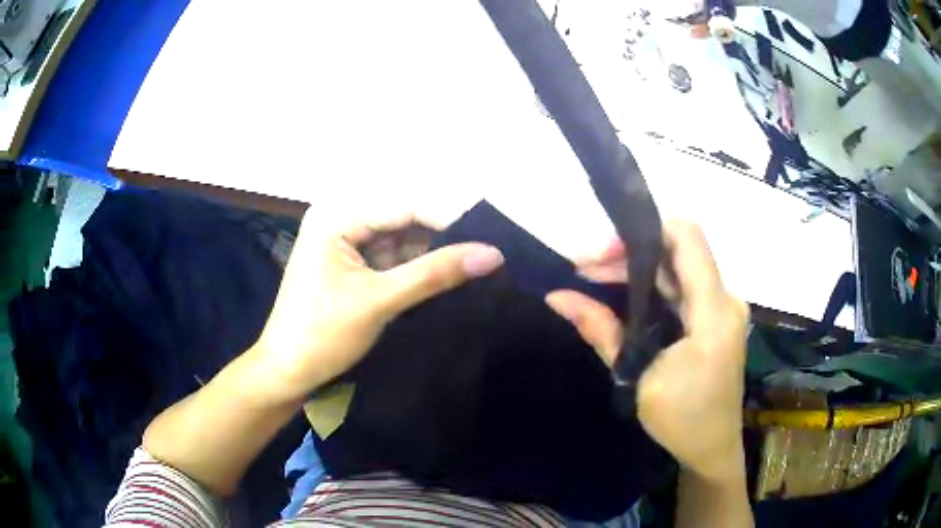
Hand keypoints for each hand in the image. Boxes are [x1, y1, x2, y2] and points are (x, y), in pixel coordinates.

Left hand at [246, 211, 504, 406]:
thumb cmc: (323, 335)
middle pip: (403, 219)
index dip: (449, 220)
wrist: (287, 372)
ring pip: (401, 238)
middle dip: (442, 237)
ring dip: (431, 254)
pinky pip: (391, 257)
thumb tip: (493, 254)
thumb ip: (435, 274)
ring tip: (471, 267)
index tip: (490, 240)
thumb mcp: (380, 301)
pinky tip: (442, 277)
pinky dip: (415, 268)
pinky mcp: (350, 263)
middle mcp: (340, 218)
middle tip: (484, 255)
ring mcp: (344, 241)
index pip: (405, 206)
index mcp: (337, 216)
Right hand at [545, 220, 748, 480]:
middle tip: (584, 269)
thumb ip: (602, 330)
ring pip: (677, 268)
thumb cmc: (680, 419)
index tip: (603, 252)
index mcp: (714, 311)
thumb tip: (557, 296)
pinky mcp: (715, 318)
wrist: (712, 448)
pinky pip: (682, 287)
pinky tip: (622, 295)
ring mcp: (722, 307)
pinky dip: (651, 286)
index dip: (645, 231)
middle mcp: (724, 298)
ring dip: (637, 270)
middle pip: (677, 251)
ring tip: (593, 281)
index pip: (686, 237)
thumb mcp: (637, 376)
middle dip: (629, 254)